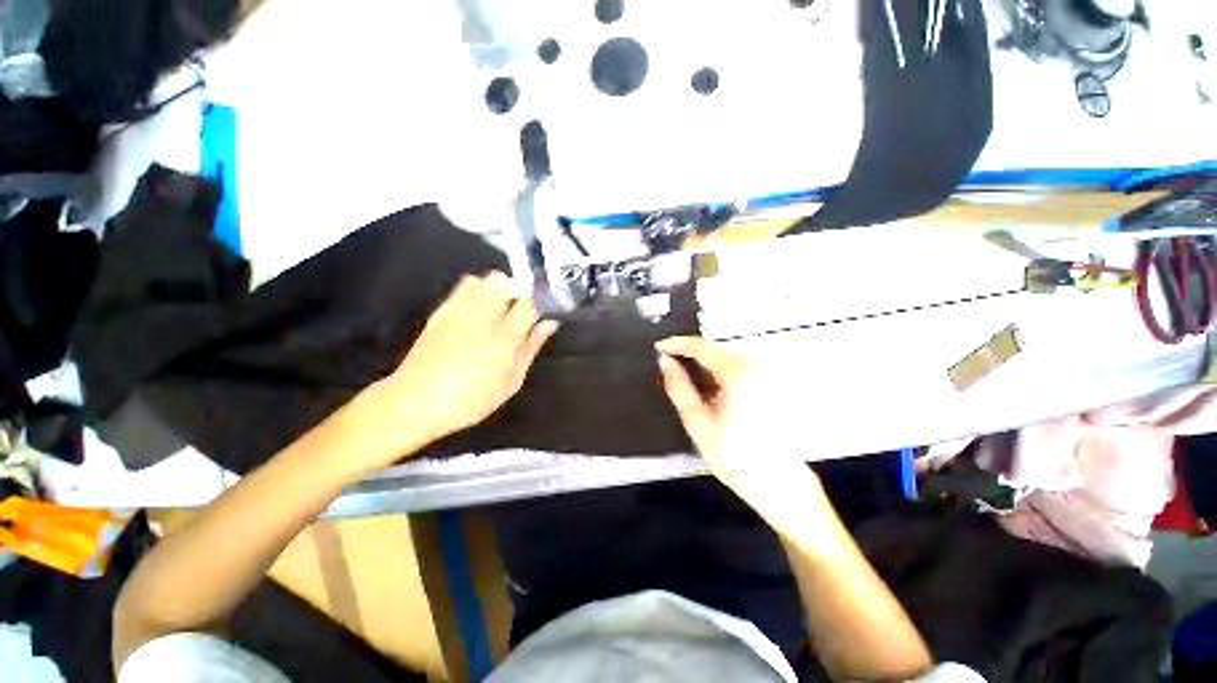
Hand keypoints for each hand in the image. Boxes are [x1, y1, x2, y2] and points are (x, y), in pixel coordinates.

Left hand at [356, 272, 557, 457]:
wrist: (416, 401)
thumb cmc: (471, 399)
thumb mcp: (511, 382)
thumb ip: (531, 349)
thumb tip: (550, 323)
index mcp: (507, 337)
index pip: (531, 303)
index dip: (542, 301)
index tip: (545, 308)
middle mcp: (486, 317)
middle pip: (511, 284)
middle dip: (522, 290)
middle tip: (524, 307)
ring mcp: (462, 310)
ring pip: (489, 279)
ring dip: (502, 287)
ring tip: (503, 303)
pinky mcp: (444, 309)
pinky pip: (465, 284)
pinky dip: (479, 286)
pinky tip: (481, 302)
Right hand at [656, 336, 818, 501]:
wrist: (777, 483)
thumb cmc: (734, 456)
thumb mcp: (697, 422)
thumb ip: (678, 387)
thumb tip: (665, 362)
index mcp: (740, 374)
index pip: (703, 347)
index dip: (678, 344)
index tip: (659, 347)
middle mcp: (759, 366)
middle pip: (717, 351)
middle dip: (693, 357)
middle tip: (673, 370)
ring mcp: (770, 373)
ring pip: (729, 359)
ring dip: (708, 367)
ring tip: (694, 388)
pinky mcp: (775, 383)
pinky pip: (742, 368)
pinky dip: (724, 375)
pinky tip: (717, 395)